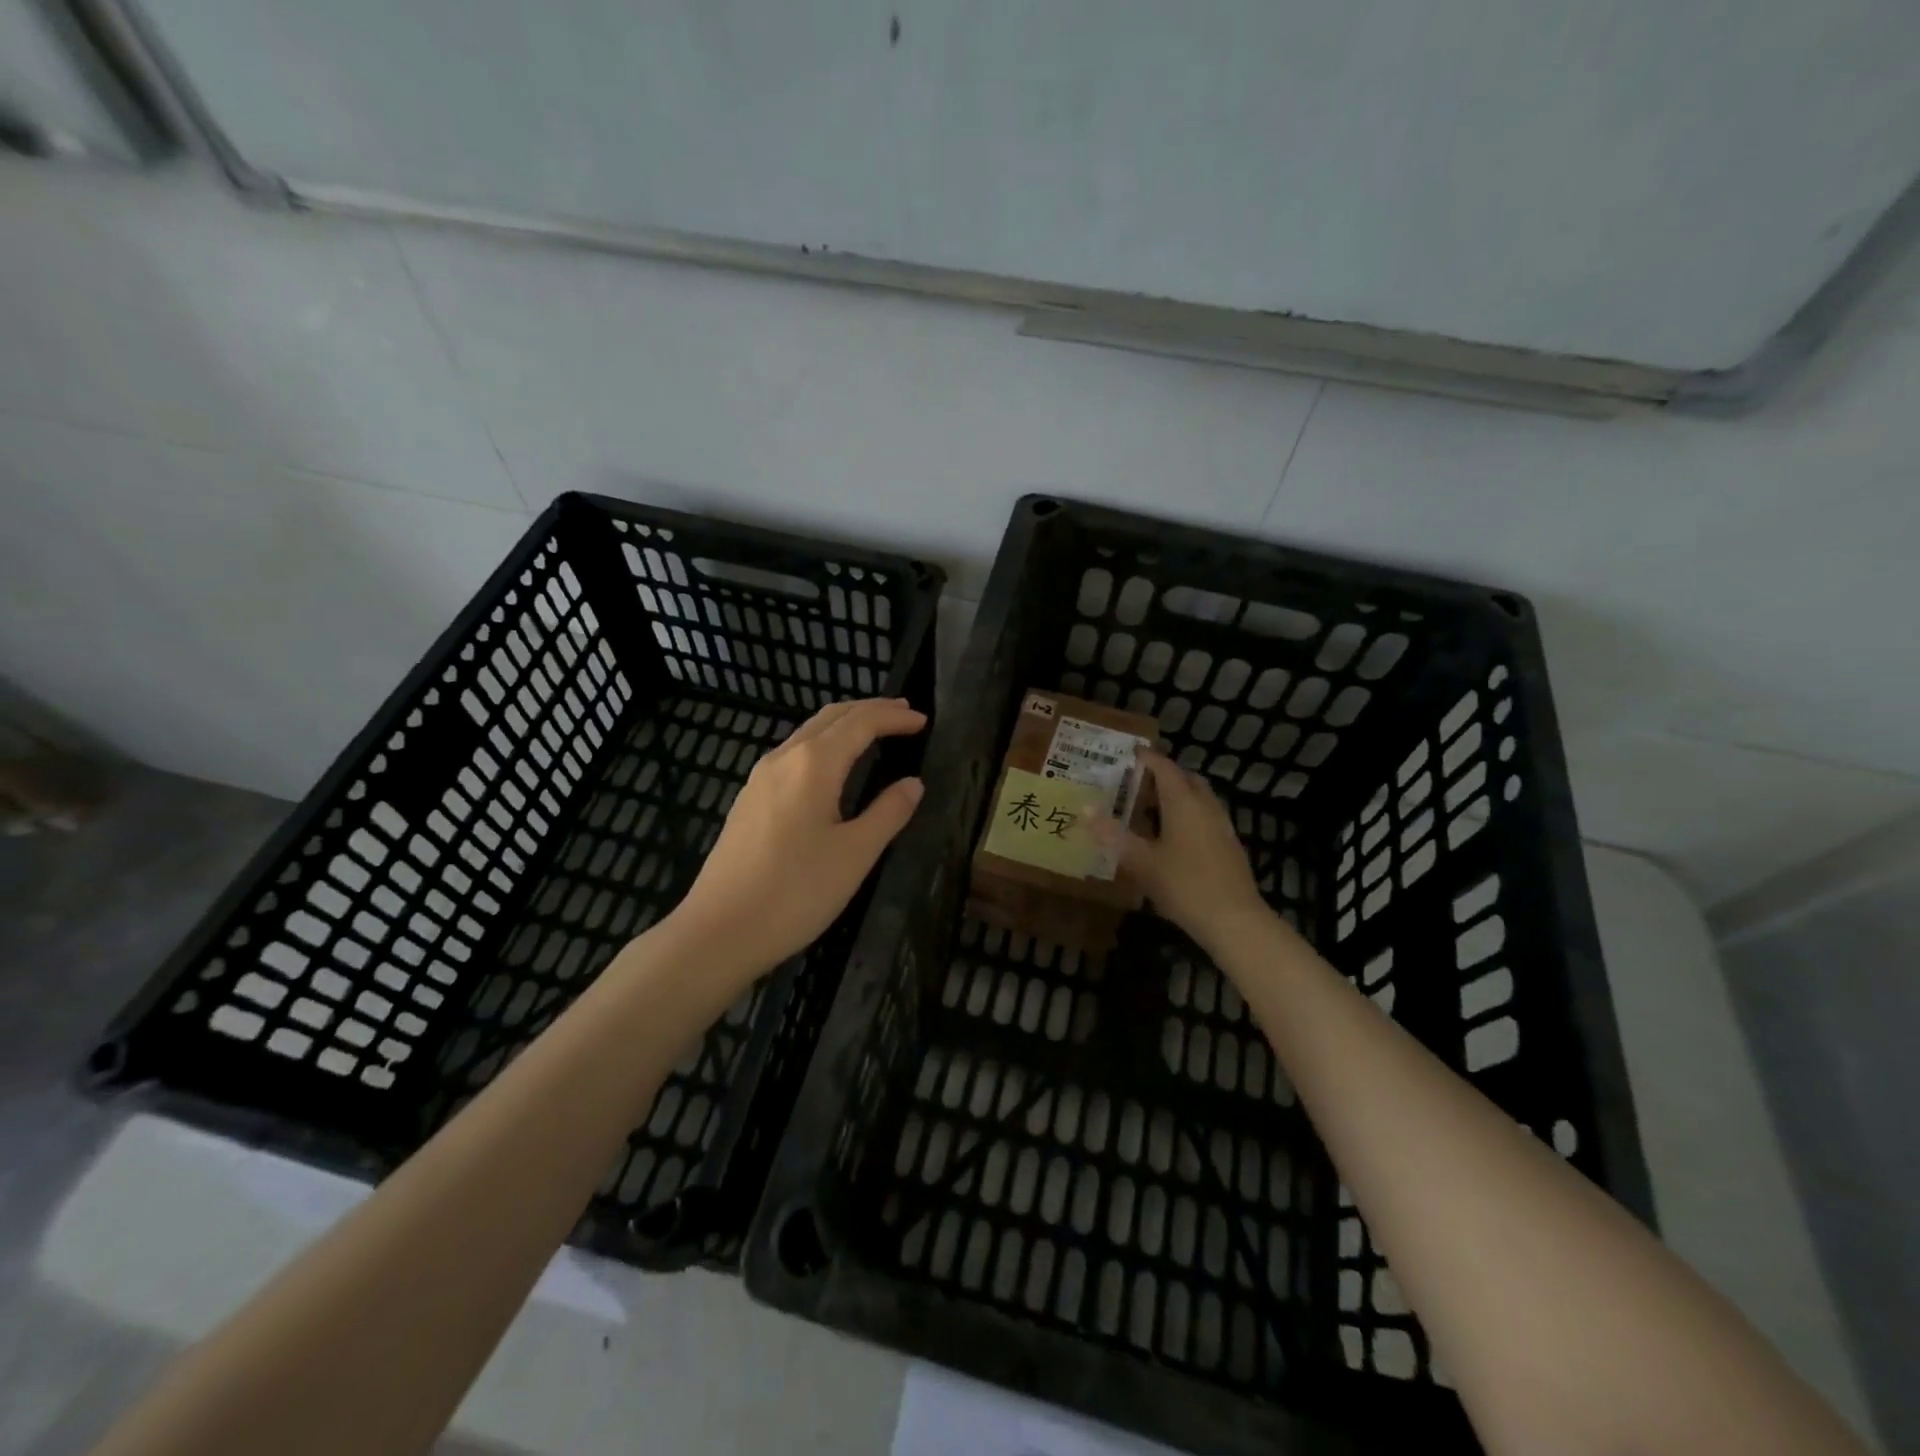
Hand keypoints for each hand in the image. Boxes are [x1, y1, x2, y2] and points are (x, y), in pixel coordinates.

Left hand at [667, 697, 926, 985]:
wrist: (719, 931)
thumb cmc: (795, 892)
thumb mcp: (855, 854)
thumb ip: (888, 813)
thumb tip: (913, 784)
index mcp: (814, 763)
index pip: (861, 723)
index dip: (894, 717)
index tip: (924, 720)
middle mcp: (784, 758)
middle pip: (831, 717)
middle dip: (869, 710)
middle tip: (903, 714)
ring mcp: (760, 778)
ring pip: (808, 733)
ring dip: (844, 725)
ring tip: (874, 732)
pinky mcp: (749, 800)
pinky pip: (793, 754)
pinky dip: (823, 745)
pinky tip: (831, 767)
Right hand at [1089, 751, 1268, 949]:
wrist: (1234, 920)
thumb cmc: (1183, 885)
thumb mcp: (1140, 861)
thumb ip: (1112, 834)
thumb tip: (1085, 808)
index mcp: (1184, 802)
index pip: (1165, 768)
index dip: (1147, 758)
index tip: (1130, 753)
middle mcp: (1206, 806)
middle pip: (1186, 779)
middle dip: (1164, 775)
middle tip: (1138, 781)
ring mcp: (1222, 826)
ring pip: (1199, 799)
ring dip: (1178, 795)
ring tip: (1151, 808)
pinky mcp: (1229, 846)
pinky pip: (1206, 817)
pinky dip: (1188, 815)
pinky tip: (1173, 837)